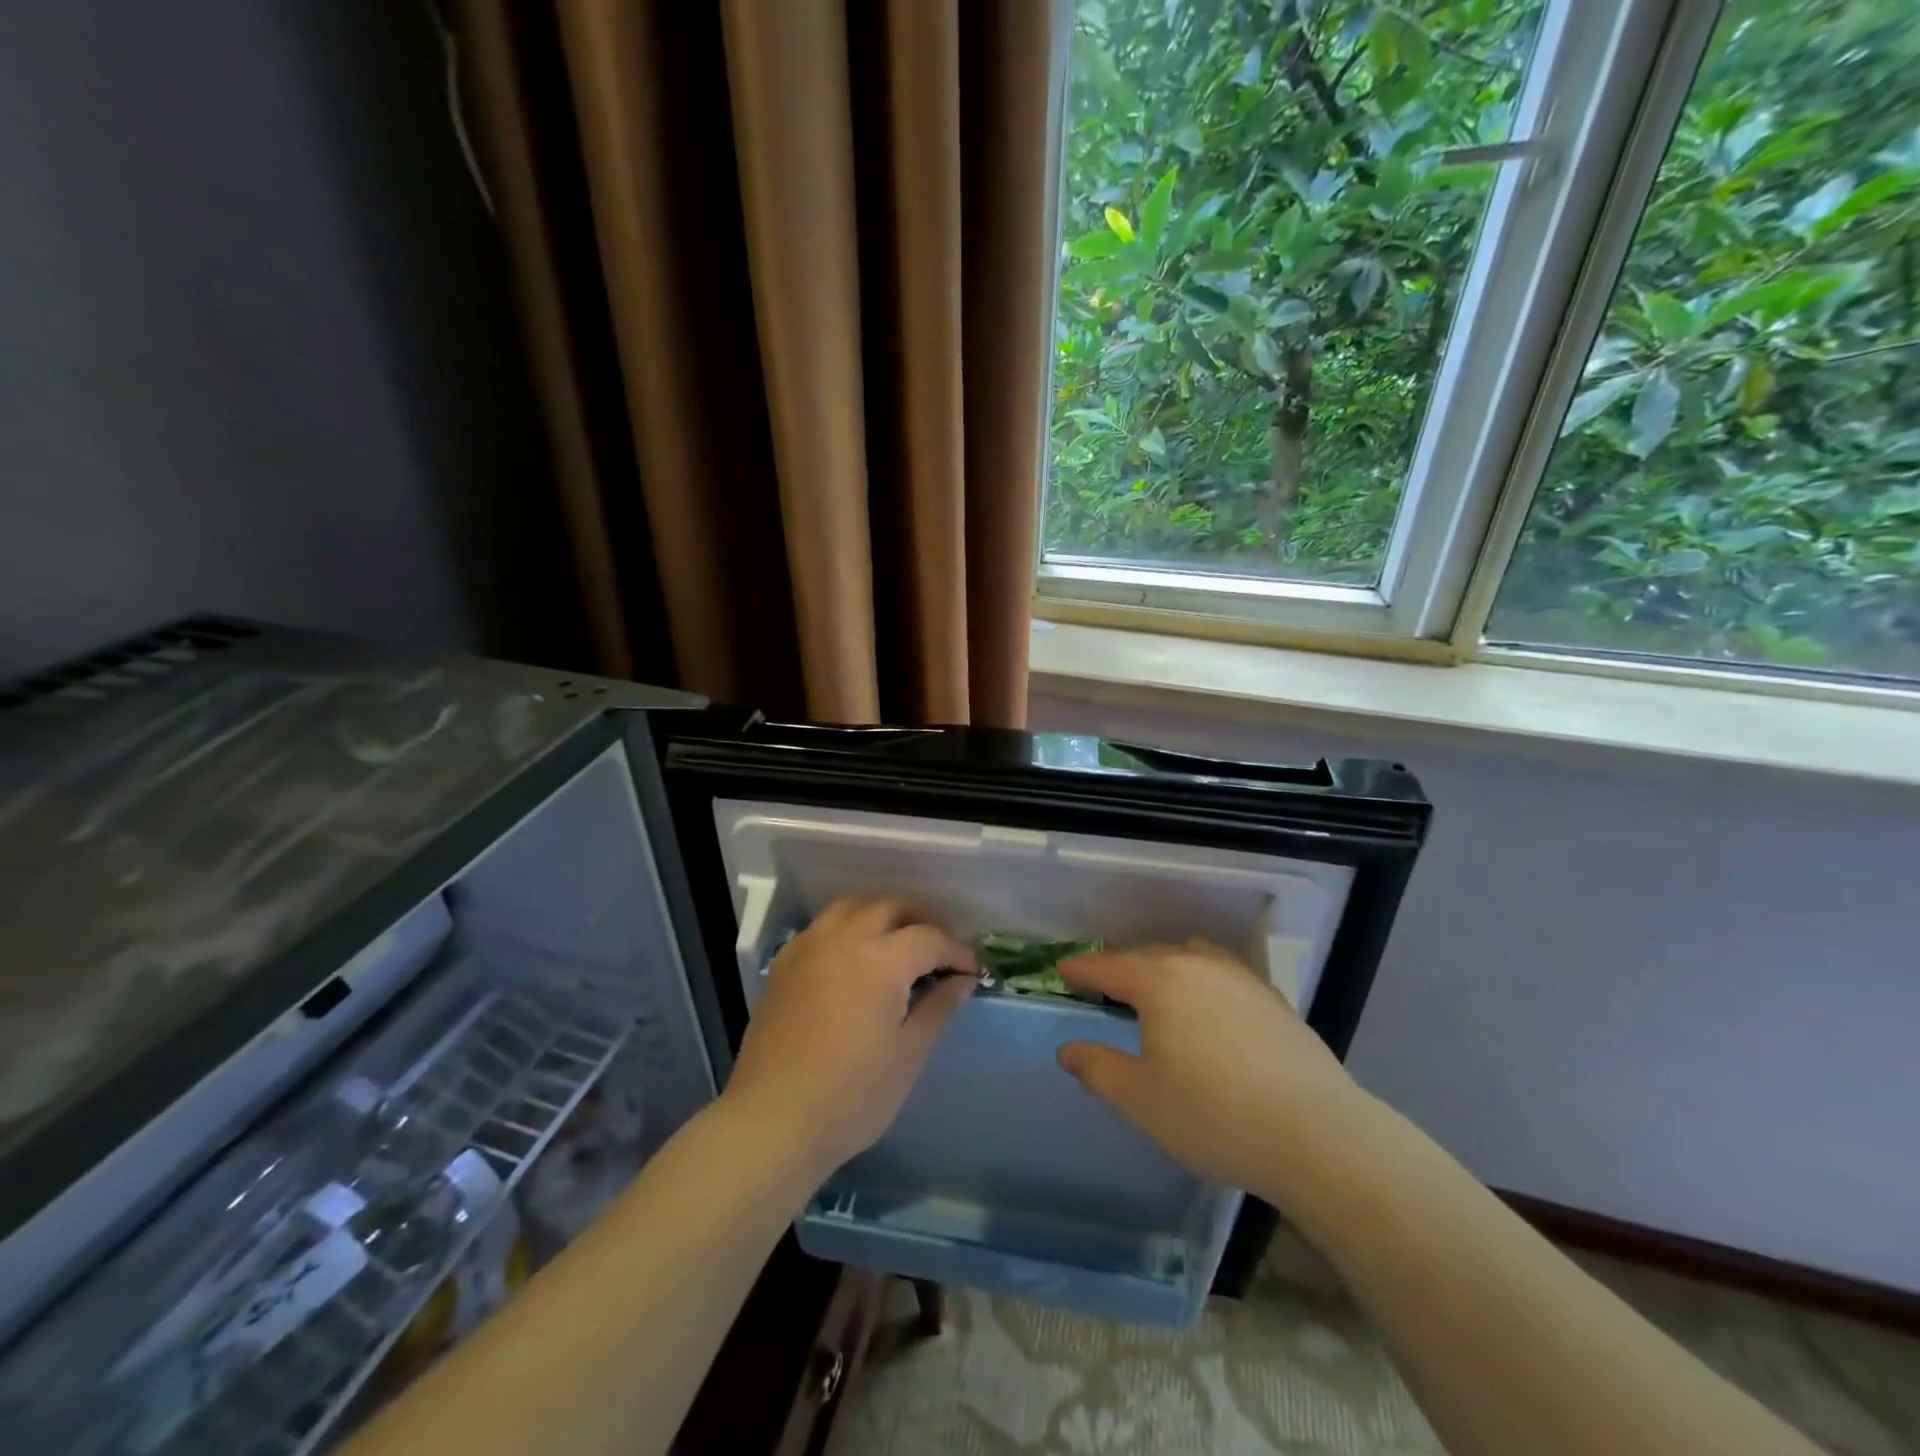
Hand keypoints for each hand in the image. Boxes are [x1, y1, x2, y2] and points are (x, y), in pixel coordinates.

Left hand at [721, 898, 975, 1179]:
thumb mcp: (908, 1054)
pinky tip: (854, 958)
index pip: (930, 938)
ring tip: (898, 943)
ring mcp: (809, 947)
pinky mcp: (785, 964)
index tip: (972, 971)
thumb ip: (937, 1007)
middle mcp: (843, 939)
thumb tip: (963, 980)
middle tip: (940, 951)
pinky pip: (822, 927)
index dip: (957, 951)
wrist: (773, 1121)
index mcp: (880, 959)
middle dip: (922, 921)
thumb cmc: (852, 1095)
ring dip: (881, 915)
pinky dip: (847, 928)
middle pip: (890, 908)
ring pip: (852, 907)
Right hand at [1055, 941, 1368, 1199]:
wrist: (1317, 1135)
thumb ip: (1097, 1068)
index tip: (1062, 970)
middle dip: (1121, 966)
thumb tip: (1068, 1050)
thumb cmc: (1213, 1116)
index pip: (1109, 966)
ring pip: (1190, 957)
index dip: (1082, 969)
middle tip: (1104, 984)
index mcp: (1160, 982)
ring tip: (1156, 989)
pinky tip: (1208, 1007)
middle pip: (1148, 955)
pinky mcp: (1273, 998)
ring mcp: (1241, 978)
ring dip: (1164, 966)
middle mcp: (1199, 966)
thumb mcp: (1140, 1099)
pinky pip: (1222, 973)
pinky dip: (1200, 979)